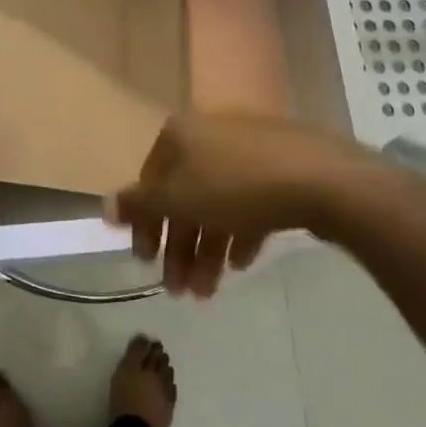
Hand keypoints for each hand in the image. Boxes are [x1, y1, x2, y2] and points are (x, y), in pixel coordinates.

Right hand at [107, 114, 377, 297]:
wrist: (322, 179)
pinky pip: (250, 202)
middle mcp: (211, 134)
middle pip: (185, 196)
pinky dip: (240, 233)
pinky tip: (241, 264)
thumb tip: (104, 206)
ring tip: (209, 292)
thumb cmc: (236, 188)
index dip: (145, 226)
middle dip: (180, 248)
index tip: (146, 264)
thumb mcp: (177, 201)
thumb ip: (139, 206)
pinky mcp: (282, 167)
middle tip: (179, 291)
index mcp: (181, 134)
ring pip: (218, 203)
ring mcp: (249, 149)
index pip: (150, 182)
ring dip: (207, 250)